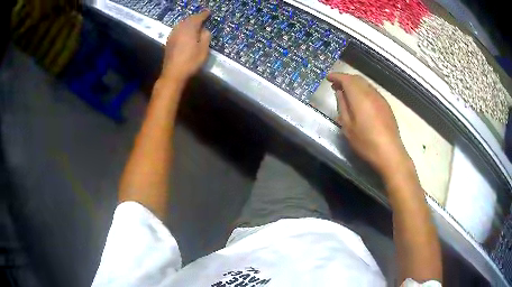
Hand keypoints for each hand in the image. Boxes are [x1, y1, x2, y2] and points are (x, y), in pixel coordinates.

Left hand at [161, 10, 210, 82]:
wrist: (173, 73)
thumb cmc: (190, 62)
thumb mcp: (203, 50)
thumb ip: (205, 37)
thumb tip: (204, 30)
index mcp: (189, 29)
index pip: (197, 18)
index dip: (204, 15)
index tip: (209, 12)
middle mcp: (180, 29)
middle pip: (188, 19)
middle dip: (195, 17)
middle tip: (202, 17)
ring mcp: (173, 35)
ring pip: (181, 24)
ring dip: (188, 22)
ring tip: (194, 23)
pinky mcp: (169, 41)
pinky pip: (177, 29)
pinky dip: (183, 27)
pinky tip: (185, 31)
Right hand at [327, 73, 410, 179]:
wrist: (390, 153)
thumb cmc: (366, 142)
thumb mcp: (348, 126)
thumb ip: (342, 106)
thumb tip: (339, 92)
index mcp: (360, 97)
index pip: (346, 79)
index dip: (336, 76)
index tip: (328, 78)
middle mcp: (371, 93)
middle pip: (357, 79)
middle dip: (345, 79)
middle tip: (335, 86)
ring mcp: (380, 99)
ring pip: (365, 84)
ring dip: (354, 84)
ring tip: (346, 93)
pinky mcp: (386, 105)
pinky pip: (372, 91)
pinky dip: (362, 90)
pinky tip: (360, 101)